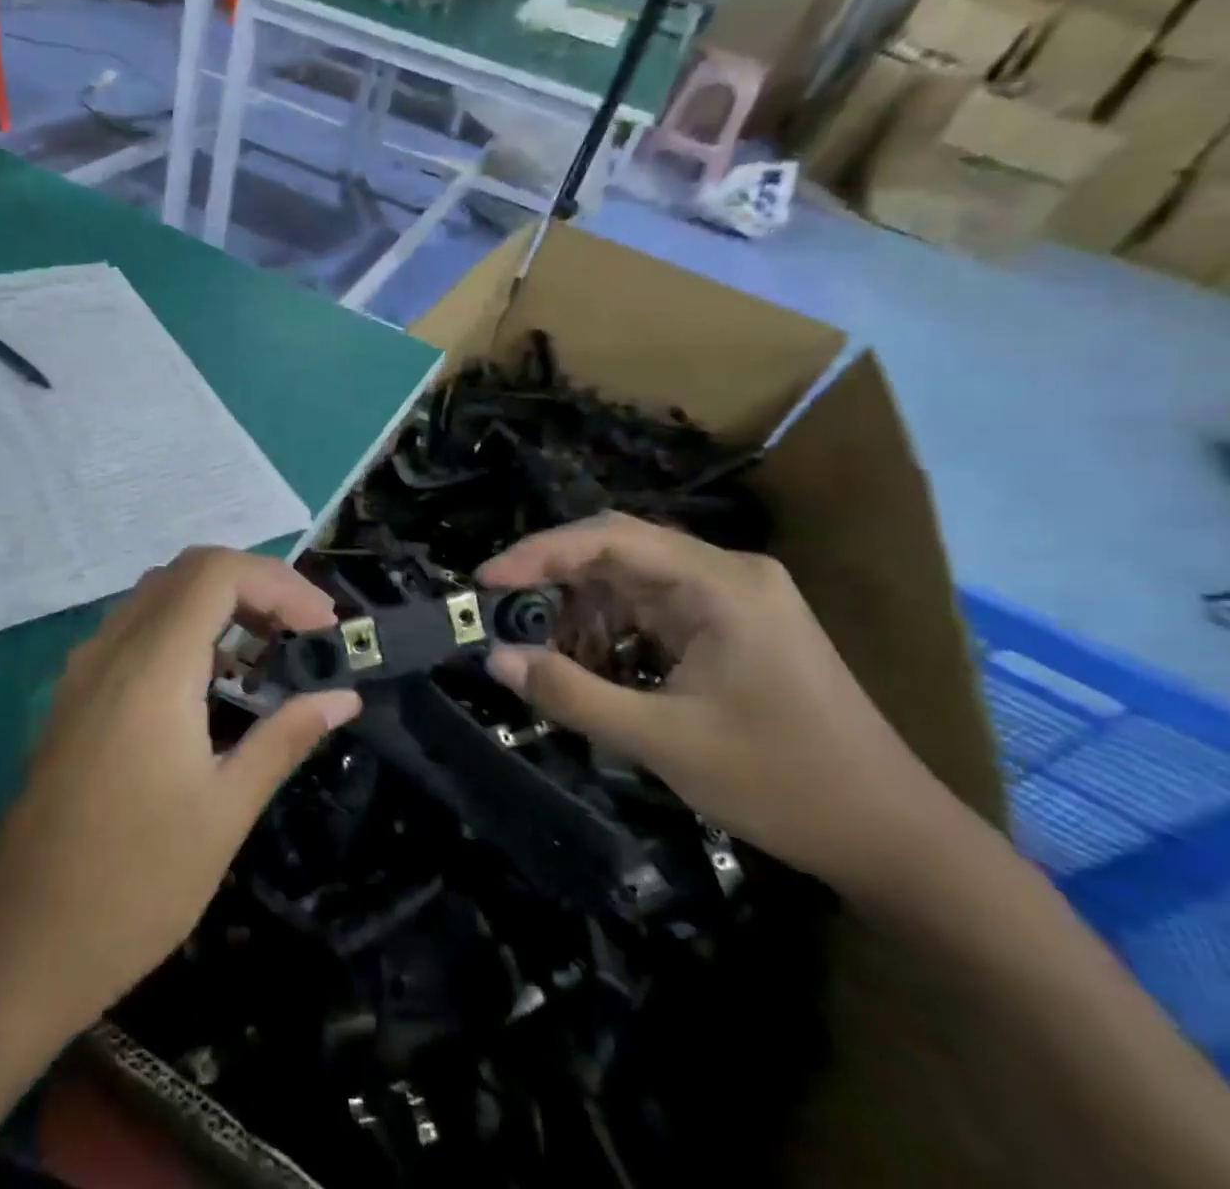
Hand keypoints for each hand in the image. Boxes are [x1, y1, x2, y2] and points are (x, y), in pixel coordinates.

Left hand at [0, 547, 359, 1028]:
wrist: (17, 942)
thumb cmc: (134, 883)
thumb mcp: (225, 812)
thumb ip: (284, 738)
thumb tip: (342, 697)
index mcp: (152, 668)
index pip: (218, 572)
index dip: (279, 583)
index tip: (324, 626)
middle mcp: (112, 649)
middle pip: (189, 571)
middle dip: (256, 587)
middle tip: (303, 632)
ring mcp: (86, 669)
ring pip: (159, 596)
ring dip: (220, 605)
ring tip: (269, 653)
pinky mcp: (76, 694)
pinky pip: (137, 630)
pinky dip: (186, 630)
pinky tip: (213, 684)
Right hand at [479, 514, 958, 894]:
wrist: (895, 841)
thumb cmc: (783, 783)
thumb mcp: (663, 742)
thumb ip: (572, 694)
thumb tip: (496, 659)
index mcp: (721, 583)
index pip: (611, 538)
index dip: (540, 553)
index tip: (486, 580)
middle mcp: (727, 575)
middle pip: (619, 552)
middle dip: (554, 580)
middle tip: (500, 612)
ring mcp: (733, 601)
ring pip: (632, 582)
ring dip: (580, 610)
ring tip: (538, 646)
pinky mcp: (732, 630)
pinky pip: (653, 612)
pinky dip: (611, 631)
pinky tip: (587, 662)